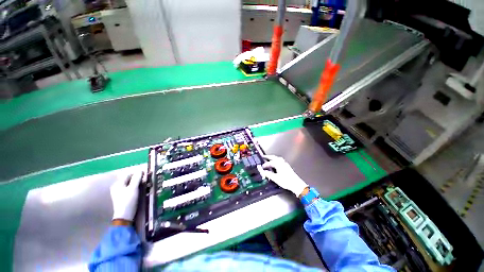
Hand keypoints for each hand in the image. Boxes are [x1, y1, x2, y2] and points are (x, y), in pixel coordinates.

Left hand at [111, 171, 143, 221]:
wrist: (125, 216)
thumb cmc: (128, 201)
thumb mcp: (133, 188)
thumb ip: (137, 178)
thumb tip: (140, 170)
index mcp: (118, 184)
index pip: (129, 174)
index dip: (138, 173)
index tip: (146, 175)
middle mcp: (118, 187)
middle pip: (130, 179)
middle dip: (139, 179)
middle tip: (147, 181)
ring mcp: (120, 192)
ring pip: (132, 184)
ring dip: (139, 184)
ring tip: (146, 186)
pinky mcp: (124, 197)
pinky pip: (131, 189)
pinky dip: (137, 188)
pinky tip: (142, 191)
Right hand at [257, 155, 307, 196]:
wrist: (296, 184)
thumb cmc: (287, 181)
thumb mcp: (275, 178)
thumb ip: (268, 174)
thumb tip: (263, 172)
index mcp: (278, 164)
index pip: (270, 162)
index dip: (265, 164)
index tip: (262, 167)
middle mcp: (282, 162)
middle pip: (274, 157)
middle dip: (268, 157)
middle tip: (264, 157)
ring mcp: (285, 164)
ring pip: (278, 158)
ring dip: (273, 158)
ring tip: (269, 159)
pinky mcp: (287, 166)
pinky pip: (280, 160)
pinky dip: (276, 160)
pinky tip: (276, 163)